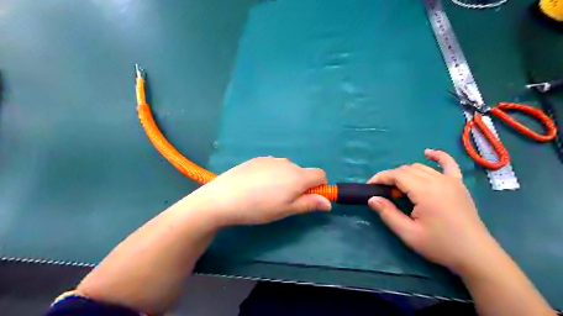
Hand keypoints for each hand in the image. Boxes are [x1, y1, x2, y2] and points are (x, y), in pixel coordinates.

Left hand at [190, 158, 330, 227]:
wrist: (224, 197)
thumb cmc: (259, 208)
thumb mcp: (286, 210)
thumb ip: (309, 204)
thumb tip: (328, 203)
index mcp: (298, 176)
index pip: (320, 174)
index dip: (319, 186)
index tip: (308, 198)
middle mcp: (288, 163)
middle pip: (303, 172)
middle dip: (300, 185)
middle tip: (283, 200)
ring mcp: (271, 159)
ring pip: (287, 169)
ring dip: (285, 179)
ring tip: (267, 194)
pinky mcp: (258, 159)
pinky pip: (273, 166)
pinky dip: (272, 174)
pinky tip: (256, 185)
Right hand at [370, 150, 496, 274]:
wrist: (476, 255)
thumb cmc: (440, 245)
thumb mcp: (408, 233)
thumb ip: (388, 214)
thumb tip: (372, 198)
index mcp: (424, 191)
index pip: (396, 175)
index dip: (380, 178)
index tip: (370, 186)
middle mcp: (437, 180)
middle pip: (406, 170)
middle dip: (391, 177)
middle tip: (384, 193)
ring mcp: (450, 180)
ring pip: (421, 167)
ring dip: (406, 173)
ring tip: (399, 189)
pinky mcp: (459, 184)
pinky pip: (448, 164)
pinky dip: (437, 156)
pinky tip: (428, 153)